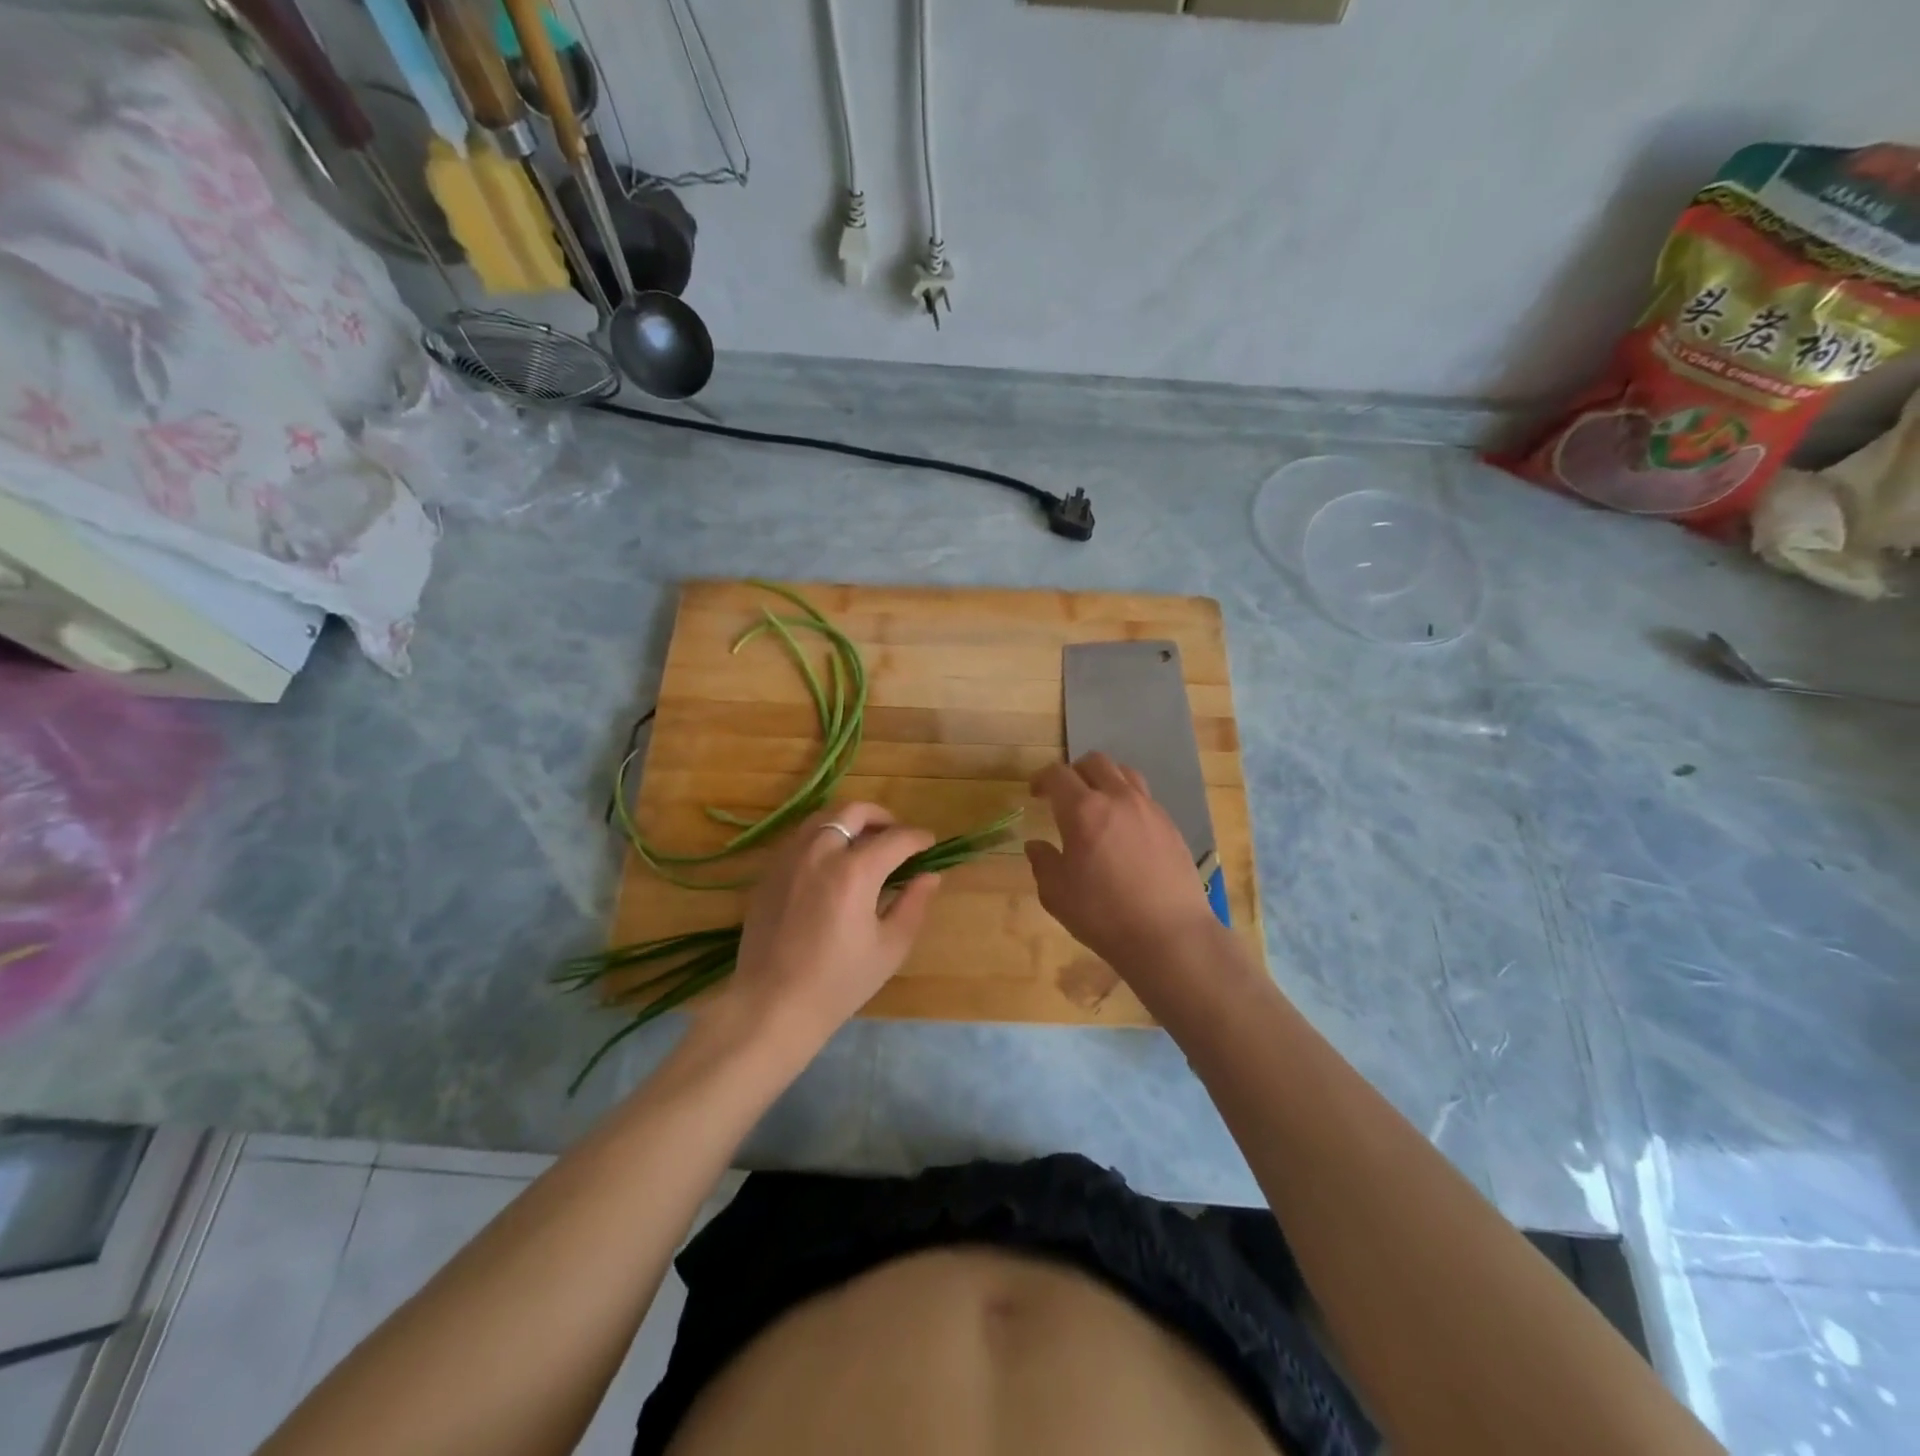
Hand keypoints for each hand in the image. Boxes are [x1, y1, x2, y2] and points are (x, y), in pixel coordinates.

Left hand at [716, 802, 941, 1051]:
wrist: (772, 1005)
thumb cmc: (839, 982)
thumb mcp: (889, 948)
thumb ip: (914, 904)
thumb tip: (930, 875)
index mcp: (854, 872)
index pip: (895, 838)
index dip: (918, 838)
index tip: (929, 844)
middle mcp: (820, 853)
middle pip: (854, 812)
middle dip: (882, 817)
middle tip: (897, 836)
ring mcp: (789, 859)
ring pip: (823, 817)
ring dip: (850, 822)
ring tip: (864, 843)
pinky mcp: (769, 872)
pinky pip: (800, 837)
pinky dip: (823, 836)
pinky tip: (832, 861)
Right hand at [1026, 753, 1225, 984]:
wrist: (1169, 935)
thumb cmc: (1104, 915)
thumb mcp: (1057, 894)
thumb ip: (1043, 863)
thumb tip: (1036, 845)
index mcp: (1083, 810)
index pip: (1058, 775)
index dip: (1041, 779)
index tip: (1035, 793)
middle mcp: (1118, 798)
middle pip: (1095, 762)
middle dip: (1074, 771)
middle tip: (1065, 794)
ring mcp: (1149, 809)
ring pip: (1124, 773)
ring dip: (1105, 779)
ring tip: (1098, 803)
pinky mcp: (1170, 825)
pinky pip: (1145, 797)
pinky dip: (1128, 800)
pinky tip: (1125, 828)